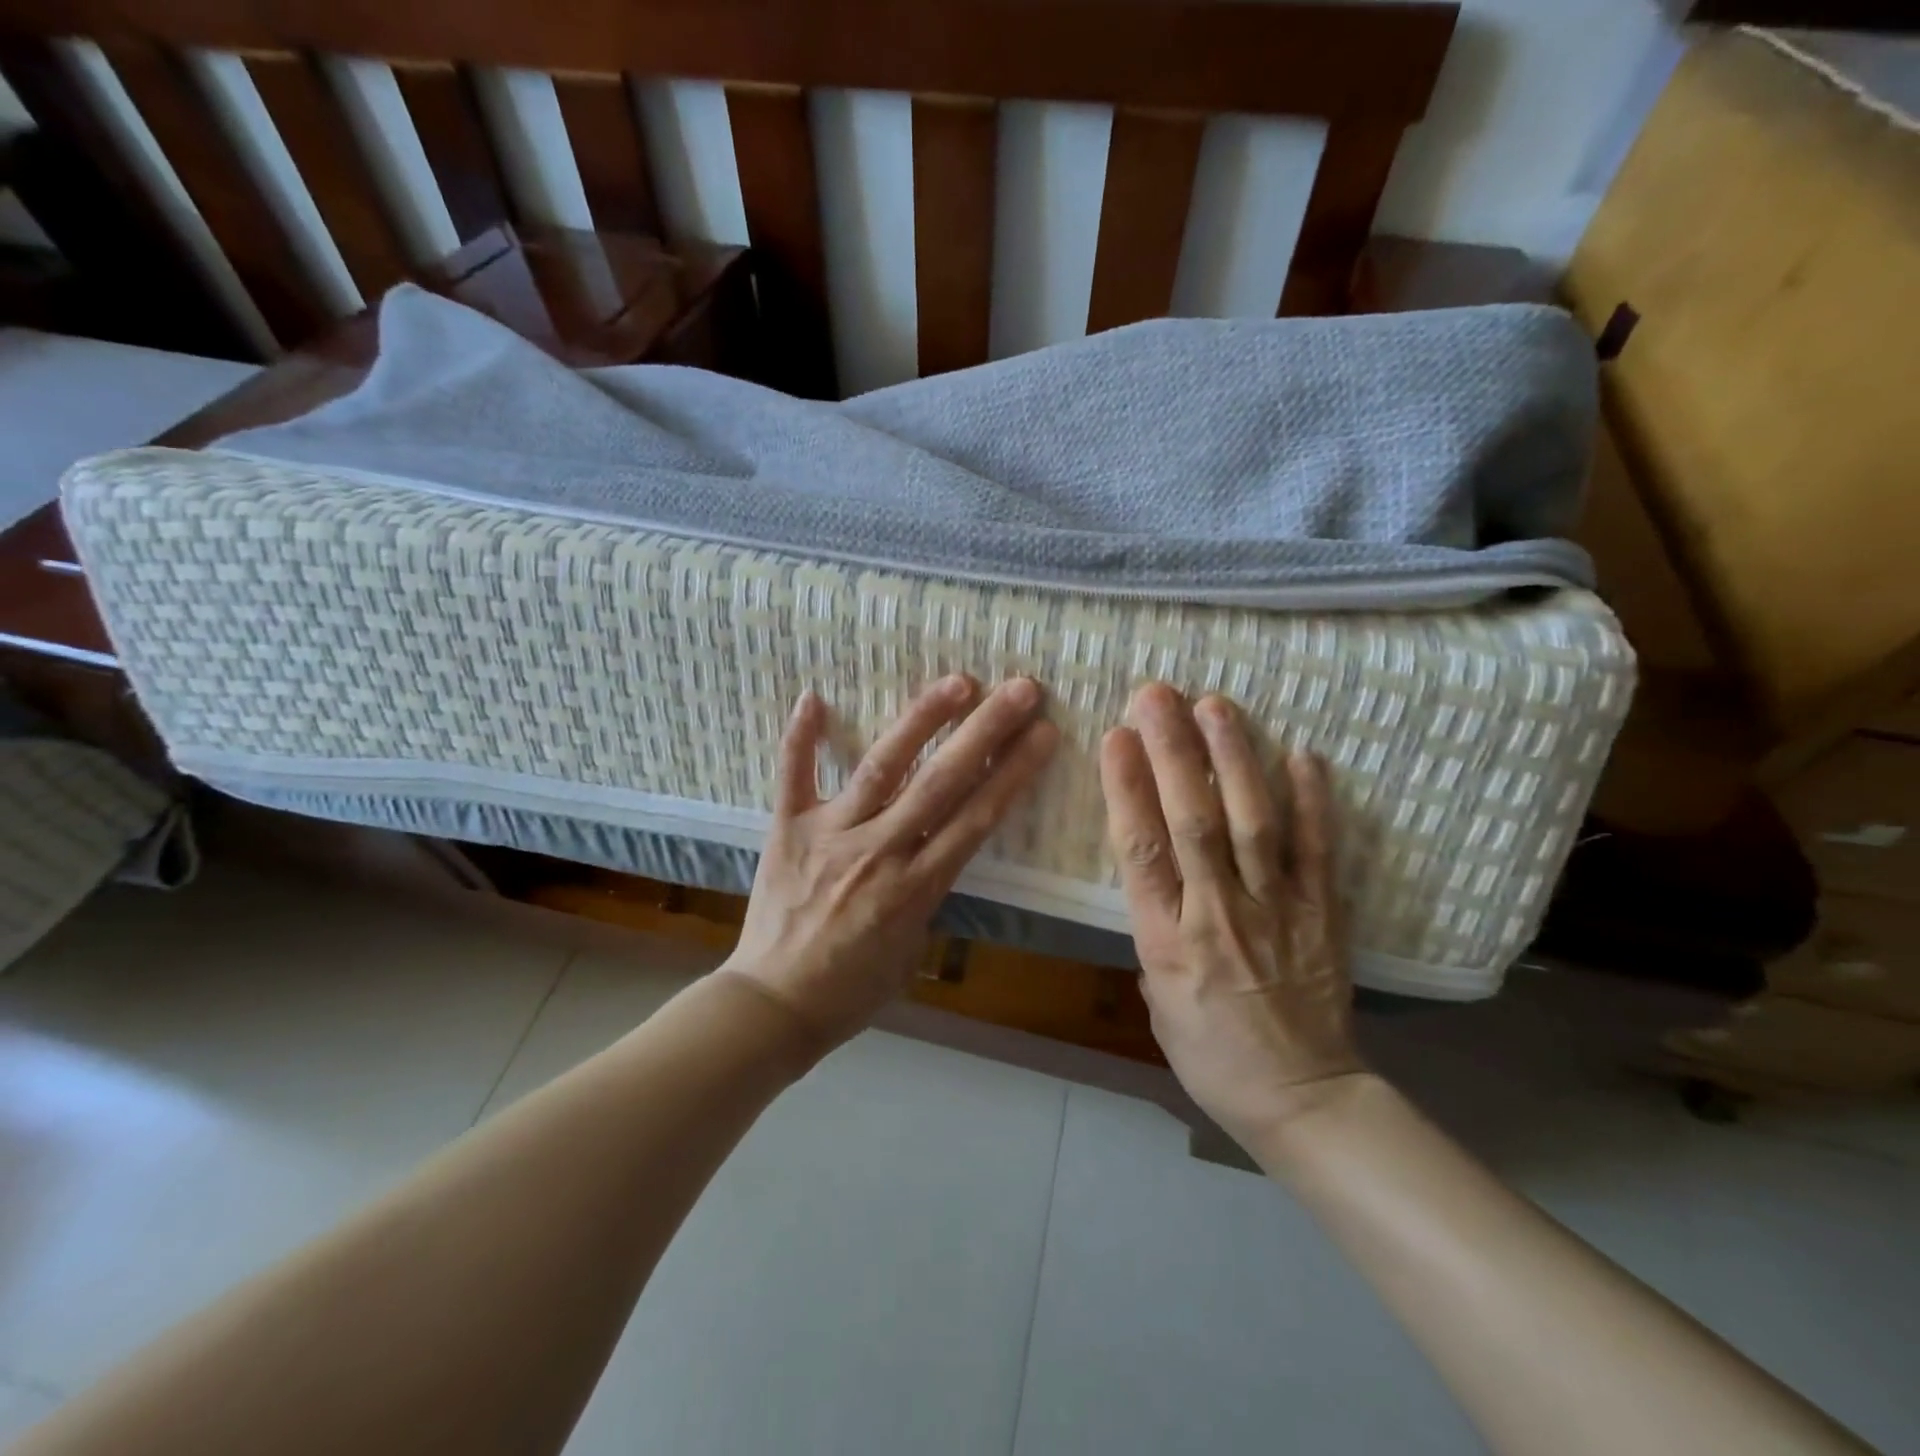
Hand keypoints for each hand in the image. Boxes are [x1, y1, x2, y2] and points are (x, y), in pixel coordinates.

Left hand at [725, 675, 1058, 1049]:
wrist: (773, 1006)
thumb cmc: (851, 989)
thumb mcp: (911, 949)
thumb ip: (928, 892)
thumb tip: (939, 849)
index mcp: (916, 887)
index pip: (977, 818)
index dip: (1013, 772)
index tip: (1043, 733)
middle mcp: (879, 851)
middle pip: (941, 782)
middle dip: (985, 732)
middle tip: (1020, 689)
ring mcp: (831, 834)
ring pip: (882, 767)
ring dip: (921, 721)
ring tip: (957, 681)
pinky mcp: (788, 829)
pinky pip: (793, 776)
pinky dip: (801, 738)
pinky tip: (814, 697)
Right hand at [1100, 683, 1362, 1147]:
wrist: (1304, 1101)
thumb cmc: (1212, 1057)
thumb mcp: (1157, 1005)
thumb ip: (1152, 938)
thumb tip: (1159, 891)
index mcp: (1167, 940)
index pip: (1141, 851)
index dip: (1127, 788)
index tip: (1116, 737)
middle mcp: (1218, 914)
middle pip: (1192, 821)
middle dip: (1172, 752)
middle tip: (1158, 695)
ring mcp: (1276, 910)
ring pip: (1251, 824)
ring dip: (1233, 759)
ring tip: (1216, 705)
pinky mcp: (1323, 914)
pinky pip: (1317, 851)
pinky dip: (1313, 802)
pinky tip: (1303, 754)